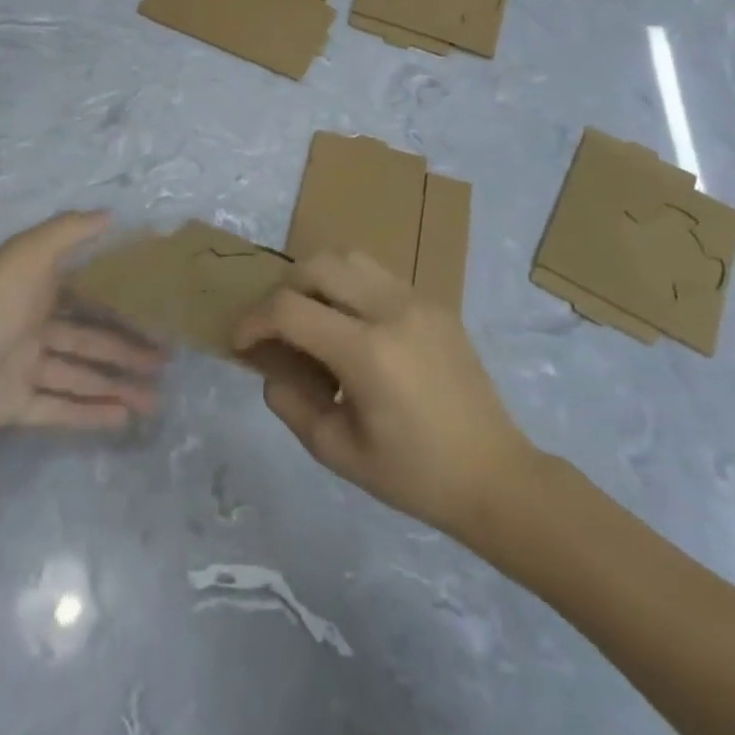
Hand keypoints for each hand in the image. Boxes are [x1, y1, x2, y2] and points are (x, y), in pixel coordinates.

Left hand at [0, 212, 164, 460]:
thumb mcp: (28, 257)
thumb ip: (68, 232)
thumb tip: (110, 215)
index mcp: (36, 290)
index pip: (89, 294)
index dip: (122, 301)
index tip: (157, 309)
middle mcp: (33, 326)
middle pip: (90, 339)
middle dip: (128, 349)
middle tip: (166, 361)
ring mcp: (23, 368)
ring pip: (80, 375)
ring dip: (116, 385)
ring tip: (155, 399)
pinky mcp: (13, 405)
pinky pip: (59, 408)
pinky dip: (89, 413)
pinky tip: (122, 418)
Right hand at [231, 252, 532, 534]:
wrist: (494, 475)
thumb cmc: (413, 475)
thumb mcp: (337, 451)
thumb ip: (291, 404)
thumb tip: (272, 369)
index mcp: (367, 351)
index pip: (290, 309)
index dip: (254, 321)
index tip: (240, 342)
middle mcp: (392, 310)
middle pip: (318, 265)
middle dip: (283, 289)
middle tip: (275, 326)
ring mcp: (418, 300)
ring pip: (350, 258)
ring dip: (318, 279)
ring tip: (311, 317)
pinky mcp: (435, 304)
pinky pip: (379, 275)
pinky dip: (350, 286)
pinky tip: (352, 326)